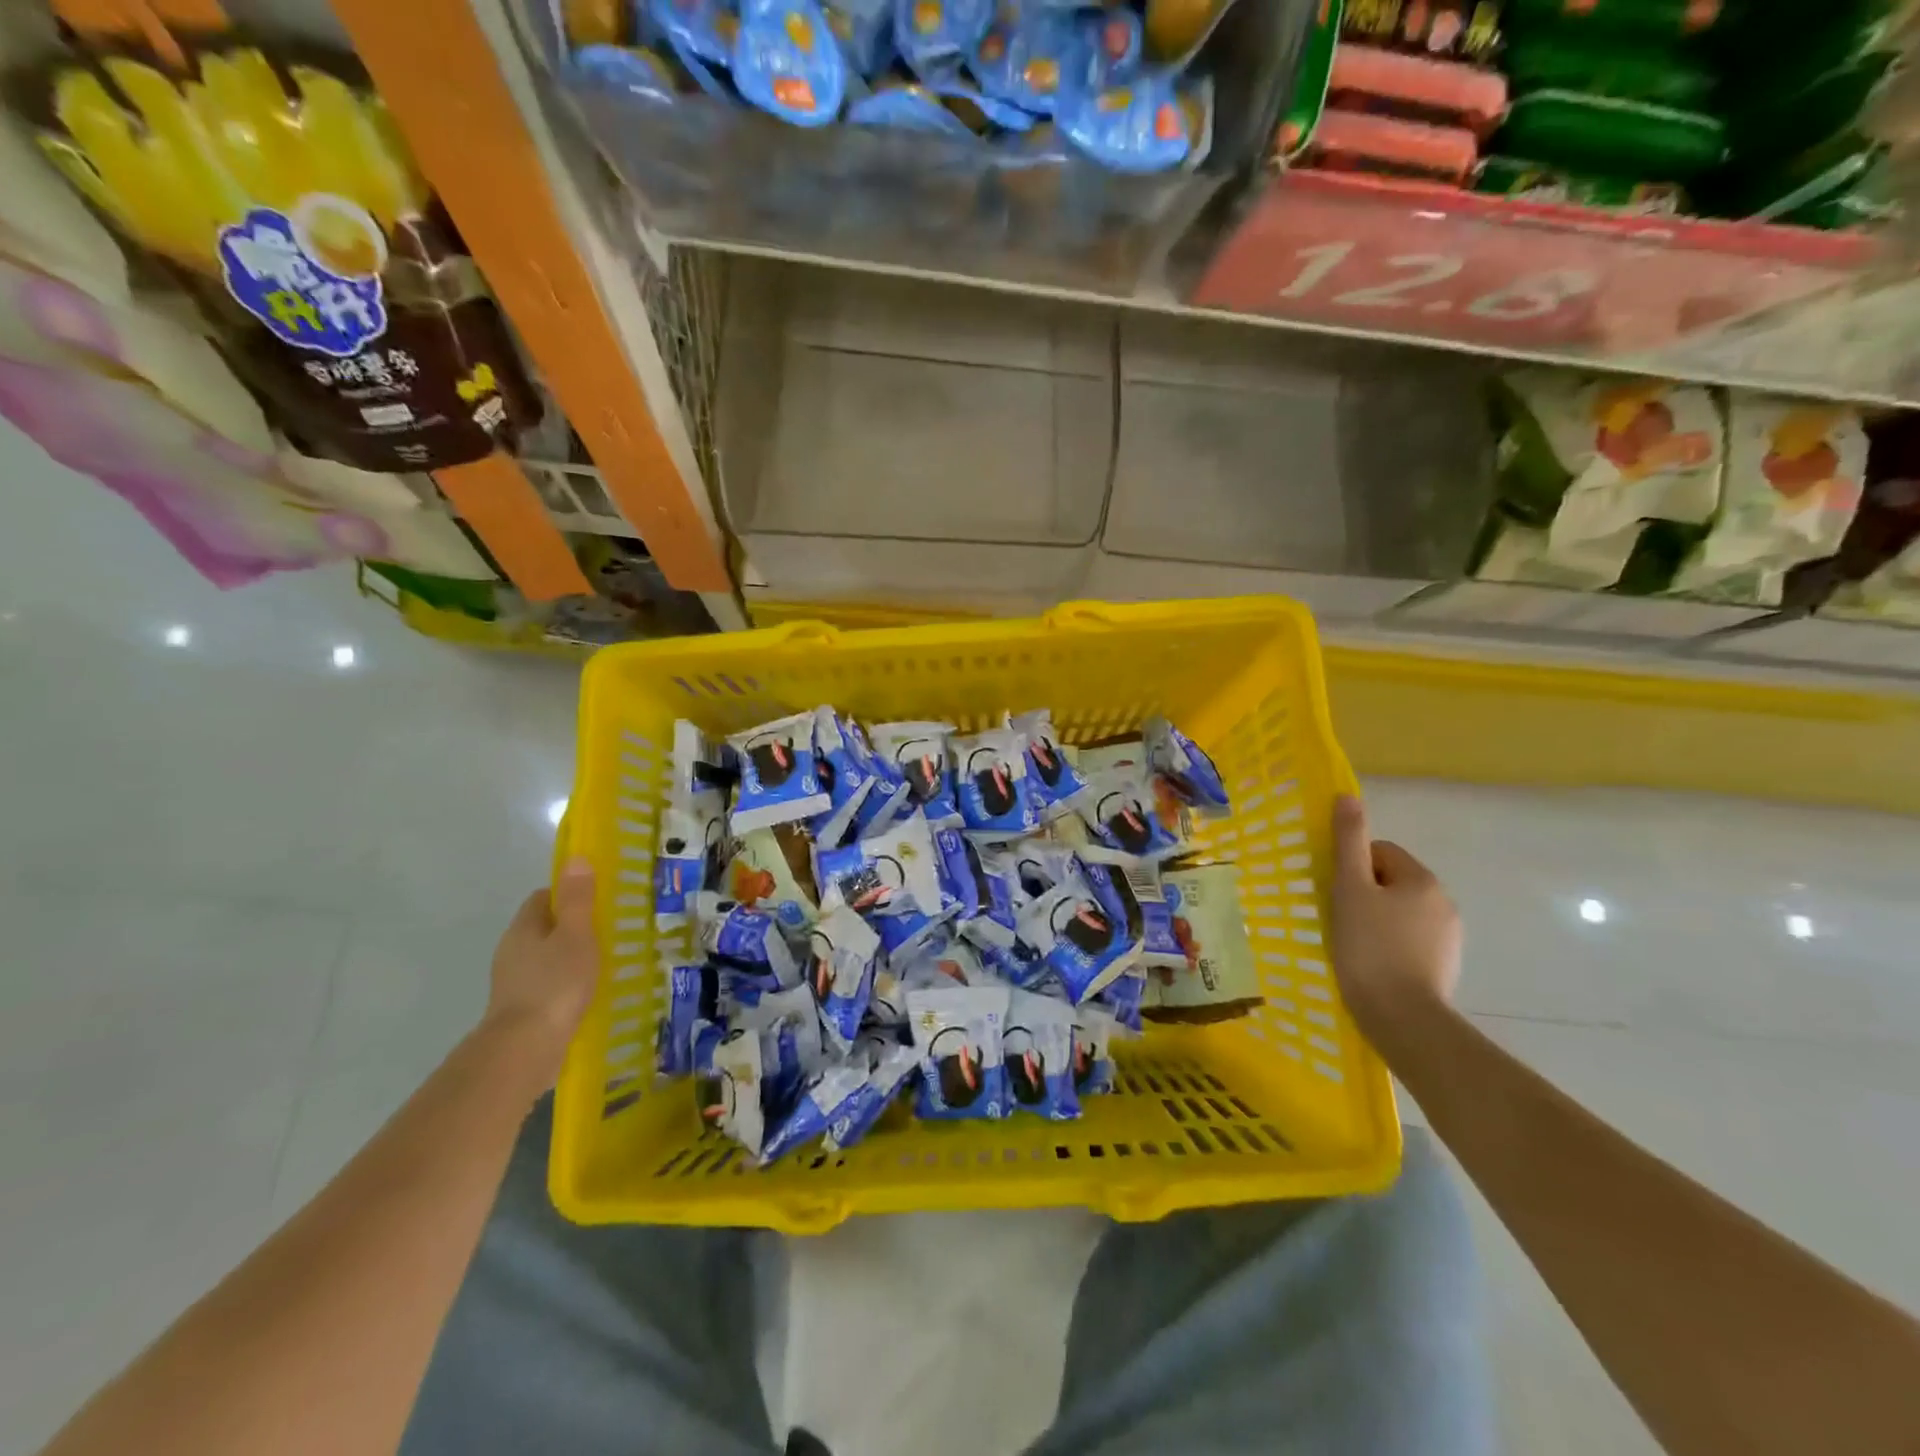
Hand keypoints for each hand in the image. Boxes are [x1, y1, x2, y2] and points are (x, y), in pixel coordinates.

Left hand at [480, 858, 599, 1090]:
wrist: (525, 1048)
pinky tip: (586, 992)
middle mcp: (512, 951)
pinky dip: (564, 983)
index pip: (542, 897)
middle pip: (542, 927)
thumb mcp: (576, 935)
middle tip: (607, 930)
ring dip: (568, 956)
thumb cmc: (555, 984)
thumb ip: (577, 899)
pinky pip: (546, 984)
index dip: (568, 893)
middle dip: (571, 926)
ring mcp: (513, 982)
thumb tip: (576, 859)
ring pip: (544, 957)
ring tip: (602, 962)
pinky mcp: (521, 1009)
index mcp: (523, 928)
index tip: (597, 900)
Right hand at [1329, 795, 1461, 1049]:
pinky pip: (1408, 940)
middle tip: (1339, 920)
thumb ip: (1348, 841)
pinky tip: (1372, 965)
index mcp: (1422, 880)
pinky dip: (1389, 946)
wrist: (1403, 1019)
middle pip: (1390, 882)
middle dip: (1363, 895)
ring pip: (1399, 912)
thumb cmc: (1370, 948)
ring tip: (1353, 946)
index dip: (1351, 869)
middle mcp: (1443, 903)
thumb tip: (1347, 796)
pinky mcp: (1444, 967)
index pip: (1379, 853)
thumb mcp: (1350, 889)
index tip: (1335, 895)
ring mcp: (1448, 938)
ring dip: (1375, 921)